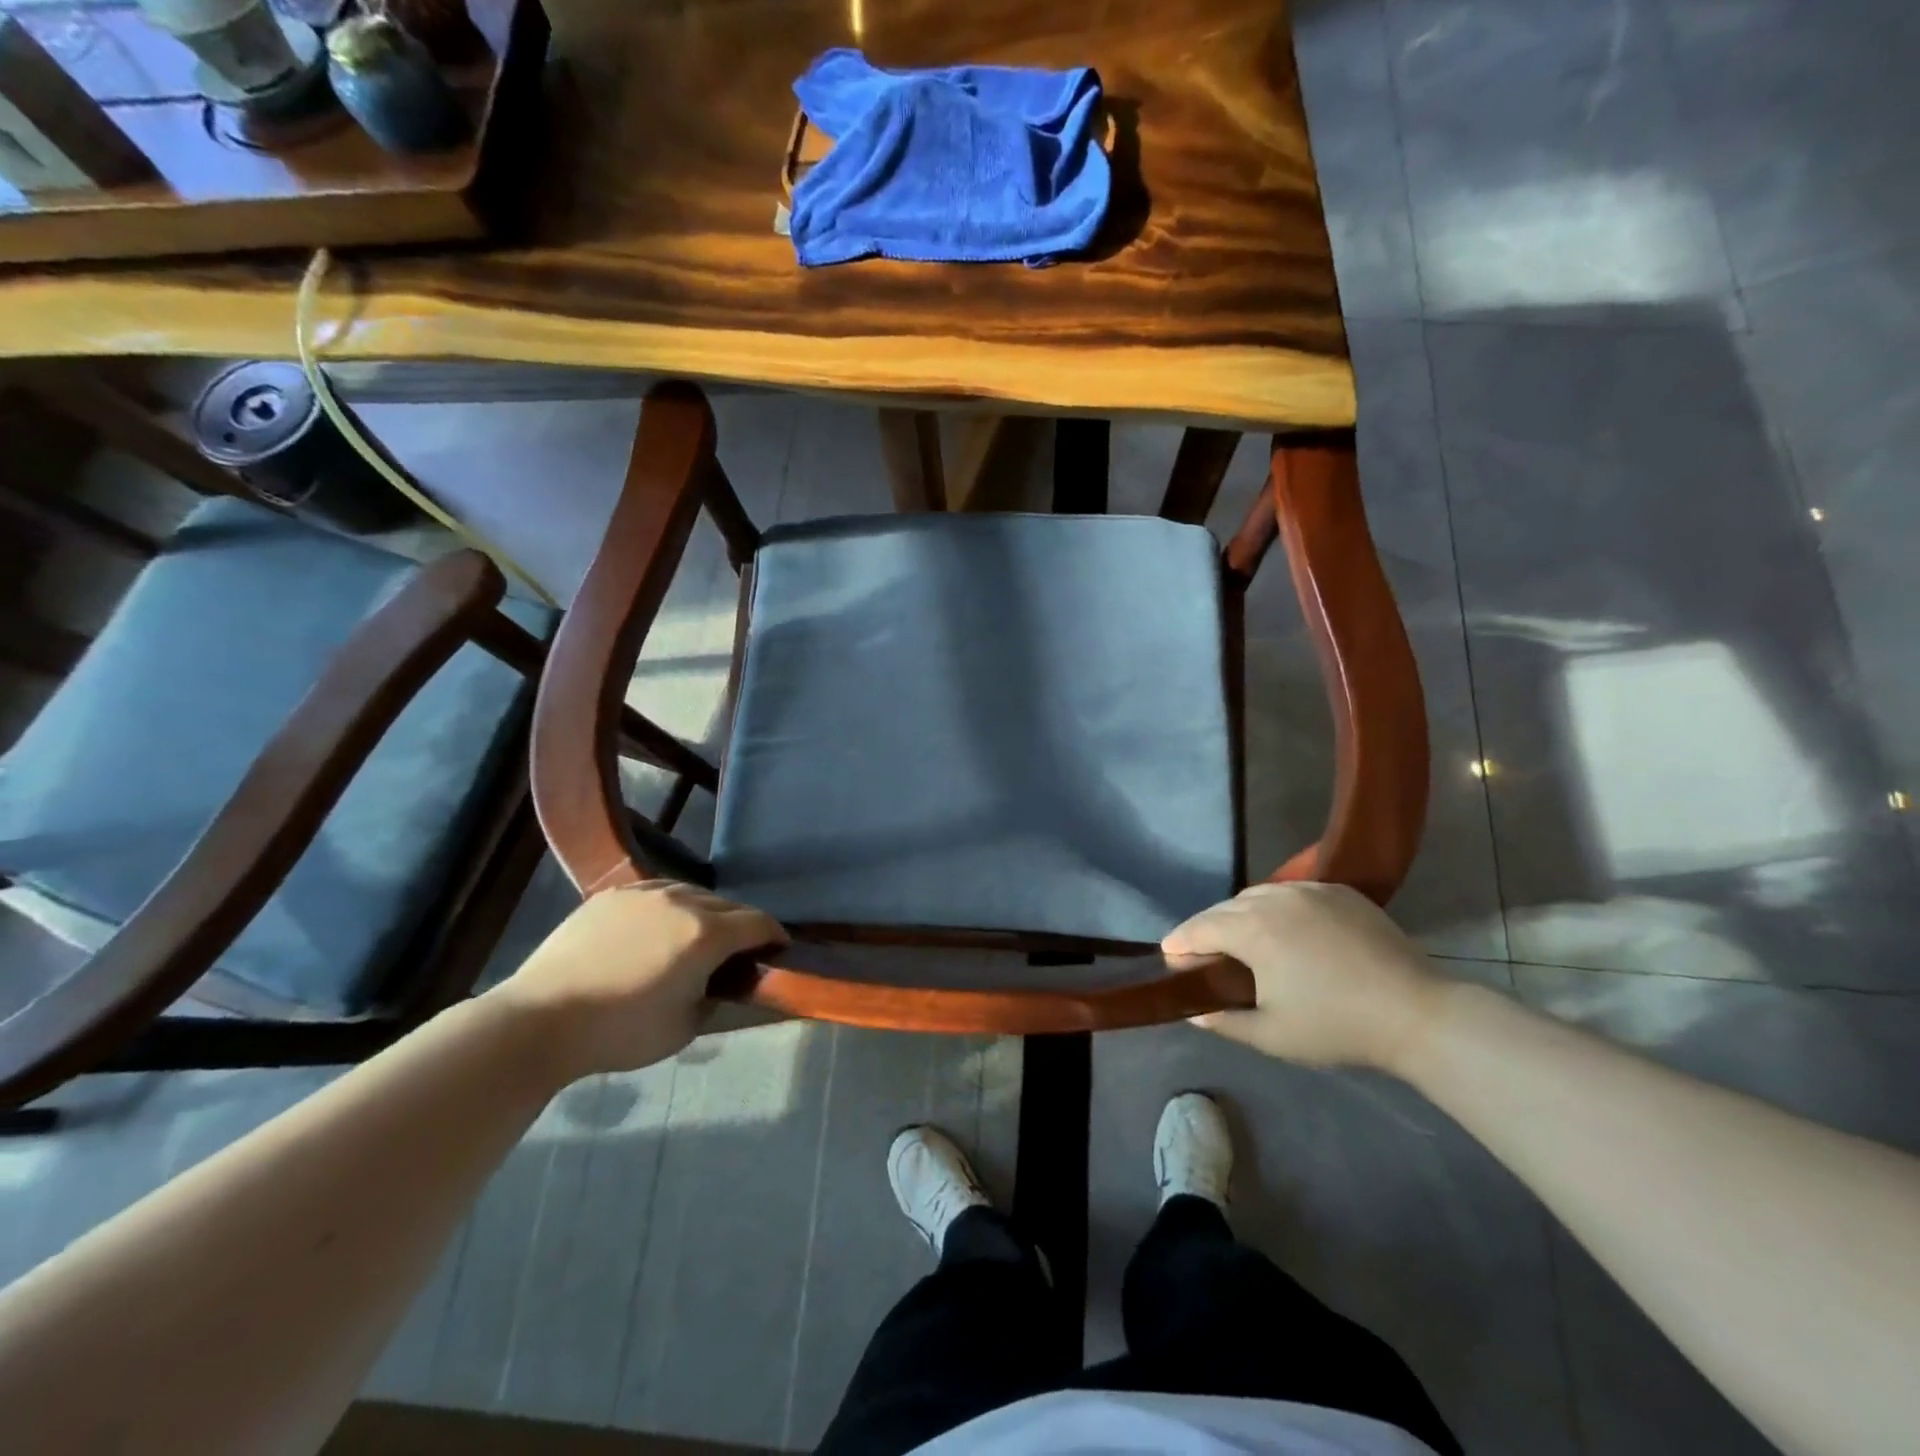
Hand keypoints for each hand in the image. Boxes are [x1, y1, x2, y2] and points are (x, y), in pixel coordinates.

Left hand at [486, 882, 786, 1079]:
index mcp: (707, 935)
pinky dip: (671, 905)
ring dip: (707, 911)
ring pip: (693, 893)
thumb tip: (720, 983)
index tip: (778, 950)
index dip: (775, 936)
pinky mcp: (612, 894)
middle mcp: (683, 902)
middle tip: (737, 952)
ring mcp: (645, 892)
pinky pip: (657, 890)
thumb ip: (715, 998)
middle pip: (729, 905)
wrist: (541, 1020)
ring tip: (697, 936)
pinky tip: (659, 925)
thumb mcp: (684, 1028)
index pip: (759, 923)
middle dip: (742, 926)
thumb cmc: (620, 1032)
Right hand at [1164, 882, 1444, 1072]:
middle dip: (1207, 927)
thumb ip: (1224, 1021)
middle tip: (1200, 952)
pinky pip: (1292, 893)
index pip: (1200, 928)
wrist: (1417, 1013)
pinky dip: (1275, 907)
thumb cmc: (1337, 1026)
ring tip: (1238, 939)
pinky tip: (1283, 930)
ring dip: (1240, 914)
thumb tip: (1194, 1011)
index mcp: (1253, 929)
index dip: (1180, 942)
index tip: (1168, 954)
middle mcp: (1275, 898)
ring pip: (1258, 895)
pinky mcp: (1340, 892)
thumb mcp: (1271, 1035)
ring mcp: (1310, 890)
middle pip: (1225, 908)